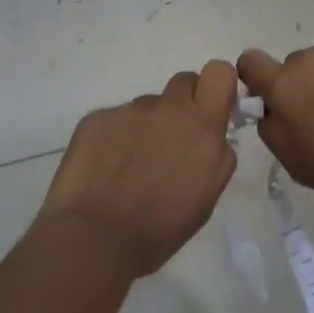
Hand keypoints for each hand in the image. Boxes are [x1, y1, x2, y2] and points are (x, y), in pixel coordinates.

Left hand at [39, 61, 238, 276]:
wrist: (94, 240)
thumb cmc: (160, 228)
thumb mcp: (207, 198)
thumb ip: (218, 157)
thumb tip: (215, 138)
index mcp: (202, 127)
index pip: (219, 72)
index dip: (216, 86)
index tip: (209, 108)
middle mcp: (168, 108)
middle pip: (183, 82)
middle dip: (182, 105)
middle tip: (170, 141)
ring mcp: (129, 110)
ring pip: (146, 106)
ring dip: (145, 127)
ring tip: (129, 167)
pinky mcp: (96, 118)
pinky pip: (114, 120)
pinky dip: (113, 139)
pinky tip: (104, 170)